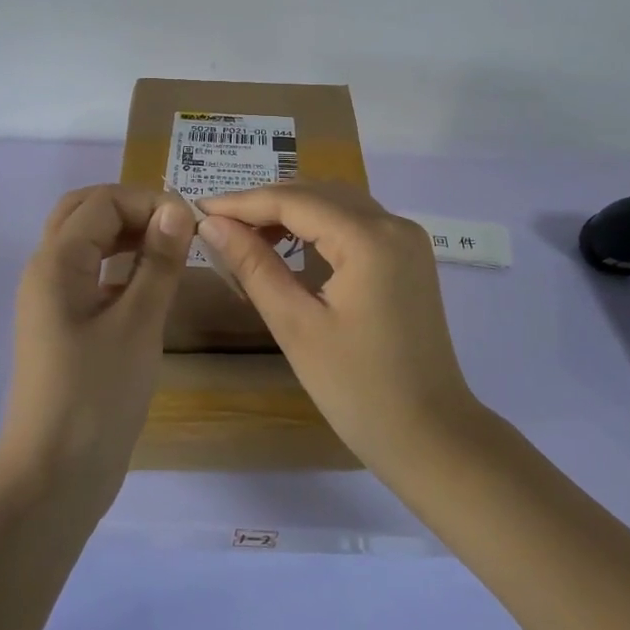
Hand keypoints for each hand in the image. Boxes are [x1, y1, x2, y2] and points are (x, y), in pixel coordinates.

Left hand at [0, 185, 195, 511]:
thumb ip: (158, 261)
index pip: (103, 202)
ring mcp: (51, 299)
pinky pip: (89, 273)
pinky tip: (149, 283)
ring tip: (169, 248)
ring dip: (124, 233)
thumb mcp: (138, 323)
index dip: (148, 202)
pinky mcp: (62, 325)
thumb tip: (177, 209)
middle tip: (174, 228)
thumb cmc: (97, 396)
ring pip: (85, 242)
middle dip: (130, 209)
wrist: (54, 478)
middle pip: (83, 212)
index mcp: (57, 262)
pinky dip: (118, 264)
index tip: (192, 225)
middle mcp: (46, 270)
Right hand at [197, 183, 482, 480]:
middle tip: (218, 224)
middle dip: (266, 203)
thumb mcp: (296, 326)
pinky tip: (289, 245)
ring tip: (246, 234)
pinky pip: (355, 223)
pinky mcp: (409, 256)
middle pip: (318, 193)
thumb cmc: (358, 389)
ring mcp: (407, 239)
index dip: (243, 202)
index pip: (294, 201)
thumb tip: (211, 224)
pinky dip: (319, 226)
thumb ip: (253, 266)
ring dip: (292, 212)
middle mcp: (394, 224)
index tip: (199, 209)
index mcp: (369, 238)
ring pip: (337, 204)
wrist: (430, 436)